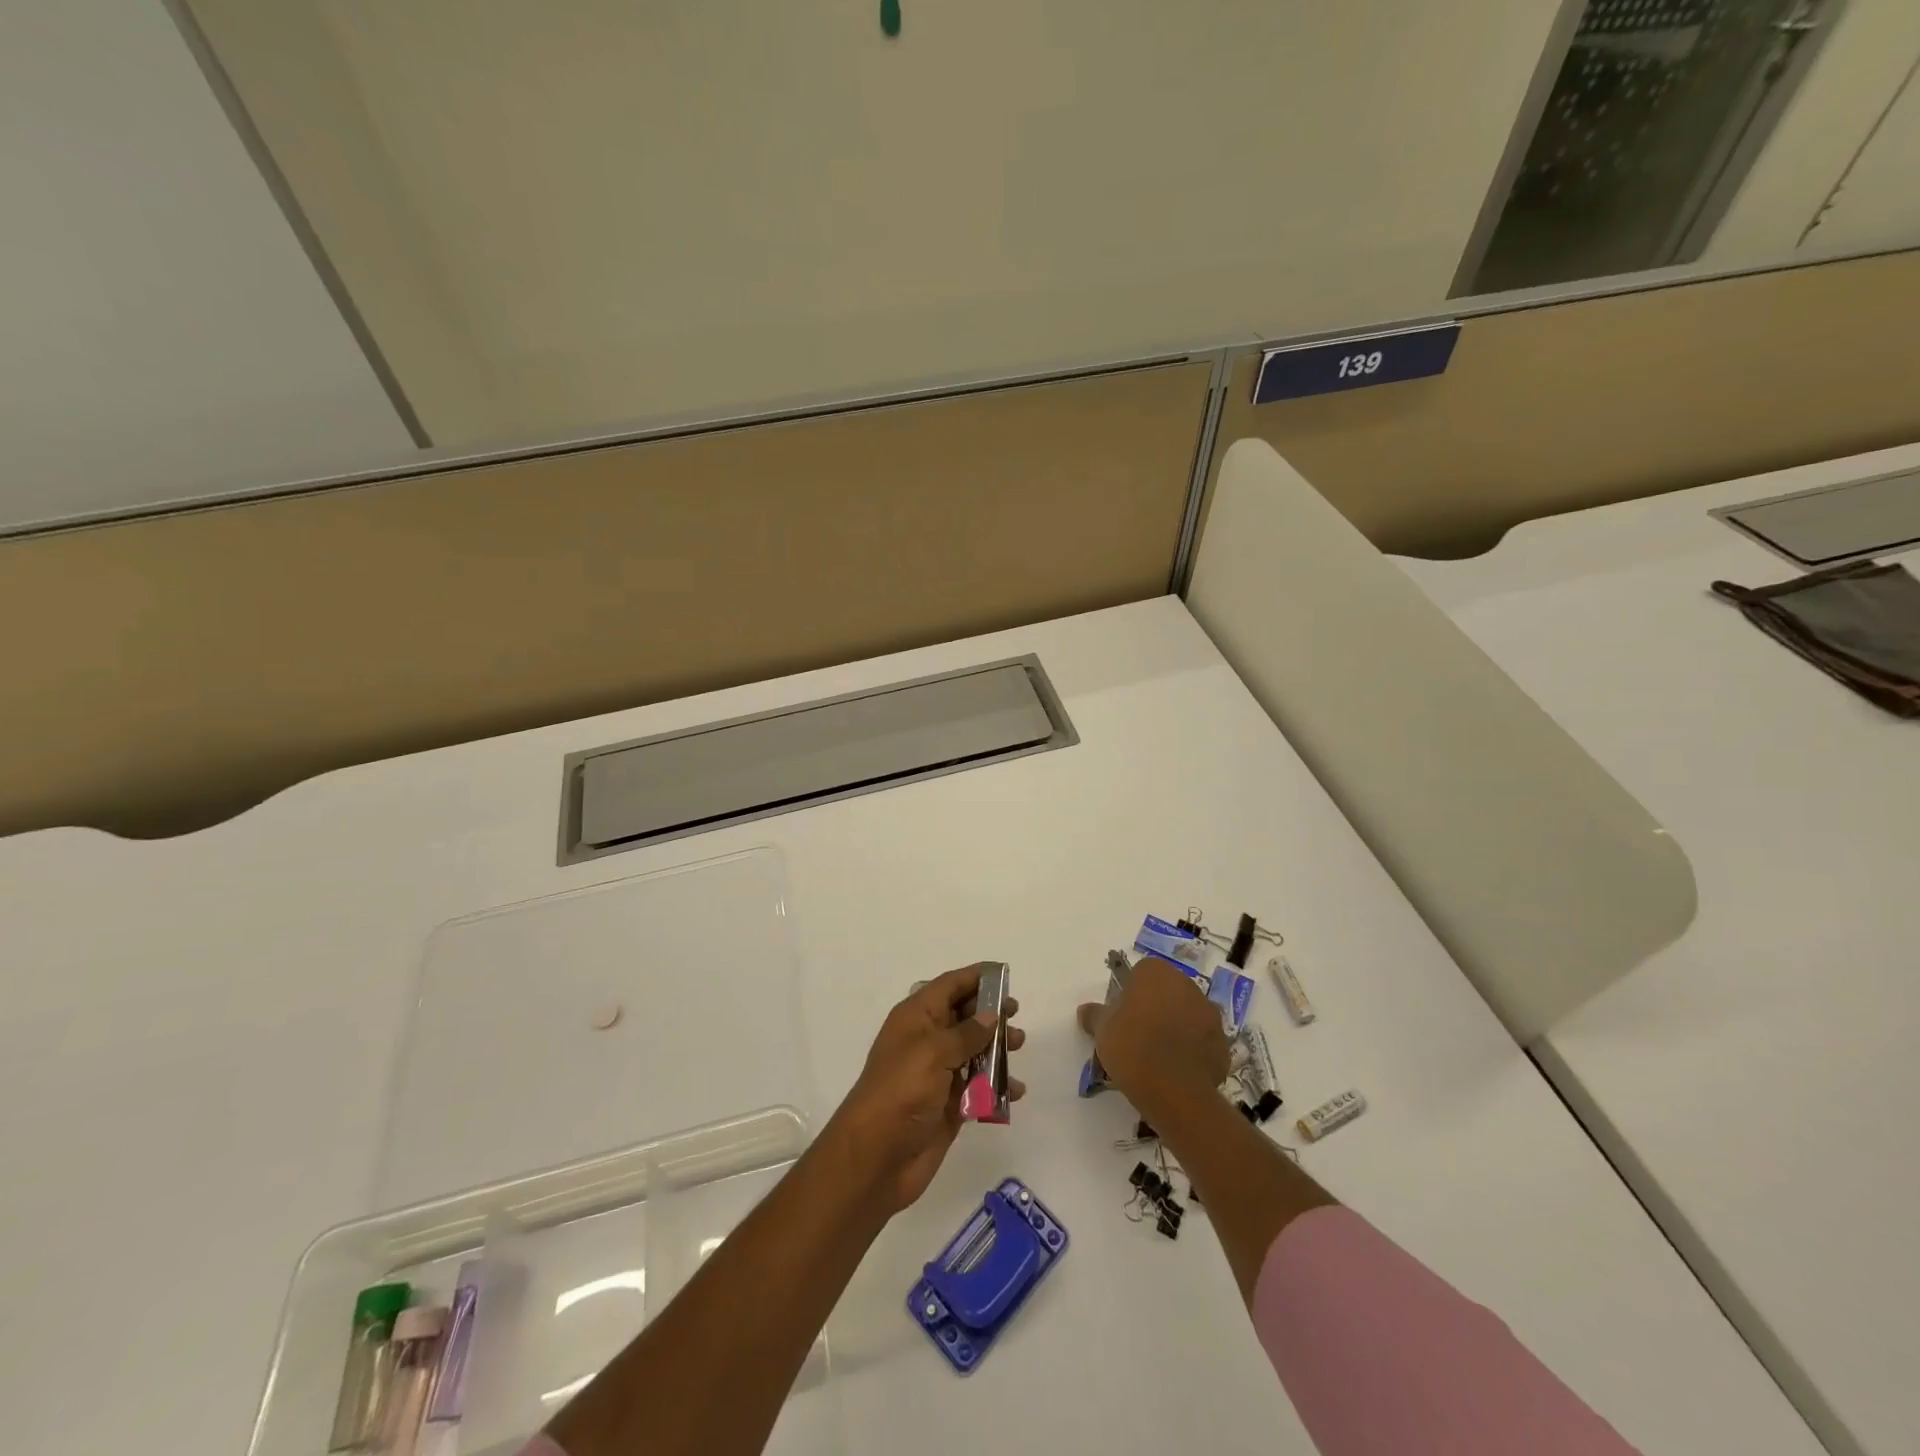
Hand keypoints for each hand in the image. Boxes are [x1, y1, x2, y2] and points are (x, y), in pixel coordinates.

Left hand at [834, 963, 1027, 1211]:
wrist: (876, 1158)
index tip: (1005, 974)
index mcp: (916, 1018)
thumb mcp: (934, 1052)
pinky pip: (978, 1088)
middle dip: (990, 1013)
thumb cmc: (901, 1092)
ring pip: (973, 1051)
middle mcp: (926, 1041)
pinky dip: (997, 1086)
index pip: (948, 986)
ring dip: (997, 1048)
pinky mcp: (948, 1106)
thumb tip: (990, 1015)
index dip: (975, 977)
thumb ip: (966, 1033)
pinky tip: (1016, 1090)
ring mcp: (937, 1075)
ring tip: (1019, 1046)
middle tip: (1016, 1014)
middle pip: (963, 1016)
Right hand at [1077, 956, 1228, 1116]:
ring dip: (1176, 1026)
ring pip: (1187, 1014)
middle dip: (1155, 1007)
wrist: (1173, 1088)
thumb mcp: (1102, 1029)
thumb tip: (1085, 1010)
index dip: (1130, 992)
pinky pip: (1202, 1040)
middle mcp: (1187, 984)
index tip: (1121, 1015)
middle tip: (1138, 1034)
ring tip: (1158, 1056)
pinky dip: (1192, 1050)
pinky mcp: (1223, 1043)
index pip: (1141, 972)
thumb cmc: (1131, 1046)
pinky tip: (1177, 1070)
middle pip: (1167, 991)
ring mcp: (1209, 1013)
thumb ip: (1094, 1015)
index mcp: (1156, 972)